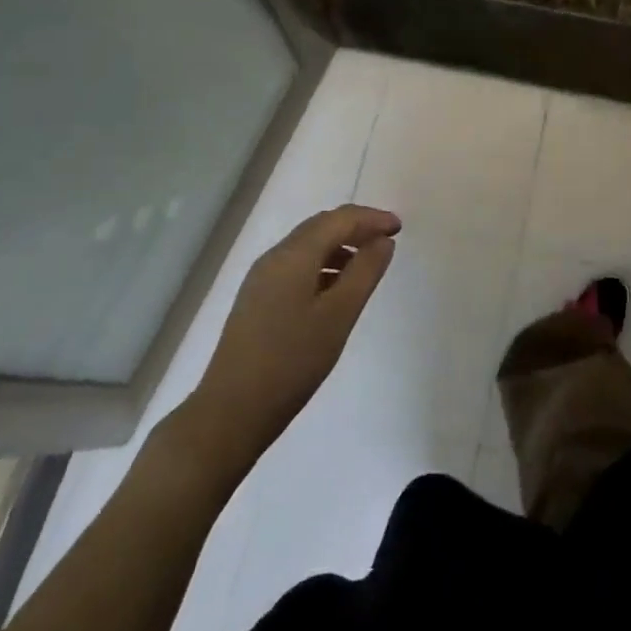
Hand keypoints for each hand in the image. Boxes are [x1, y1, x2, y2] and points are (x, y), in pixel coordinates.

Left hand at [188, 205, 400, 461]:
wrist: (231, 412)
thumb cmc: (292, 361)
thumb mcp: (339, 315)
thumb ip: (365, 272)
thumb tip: (383, 241)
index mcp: (293, 256)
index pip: (338, 220)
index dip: (371, 218)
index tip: (400, 228)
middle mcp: (274, 258)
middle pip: (320, 227)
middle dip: (356, 227)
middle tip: (387, 240)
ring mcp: (261, 279)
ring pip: (307, 247)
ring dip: (339, 246)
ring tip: (367, 266)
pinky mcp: (257, 300)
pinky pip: (296, 267)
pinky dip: (323, 265)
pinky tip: (336, 289)